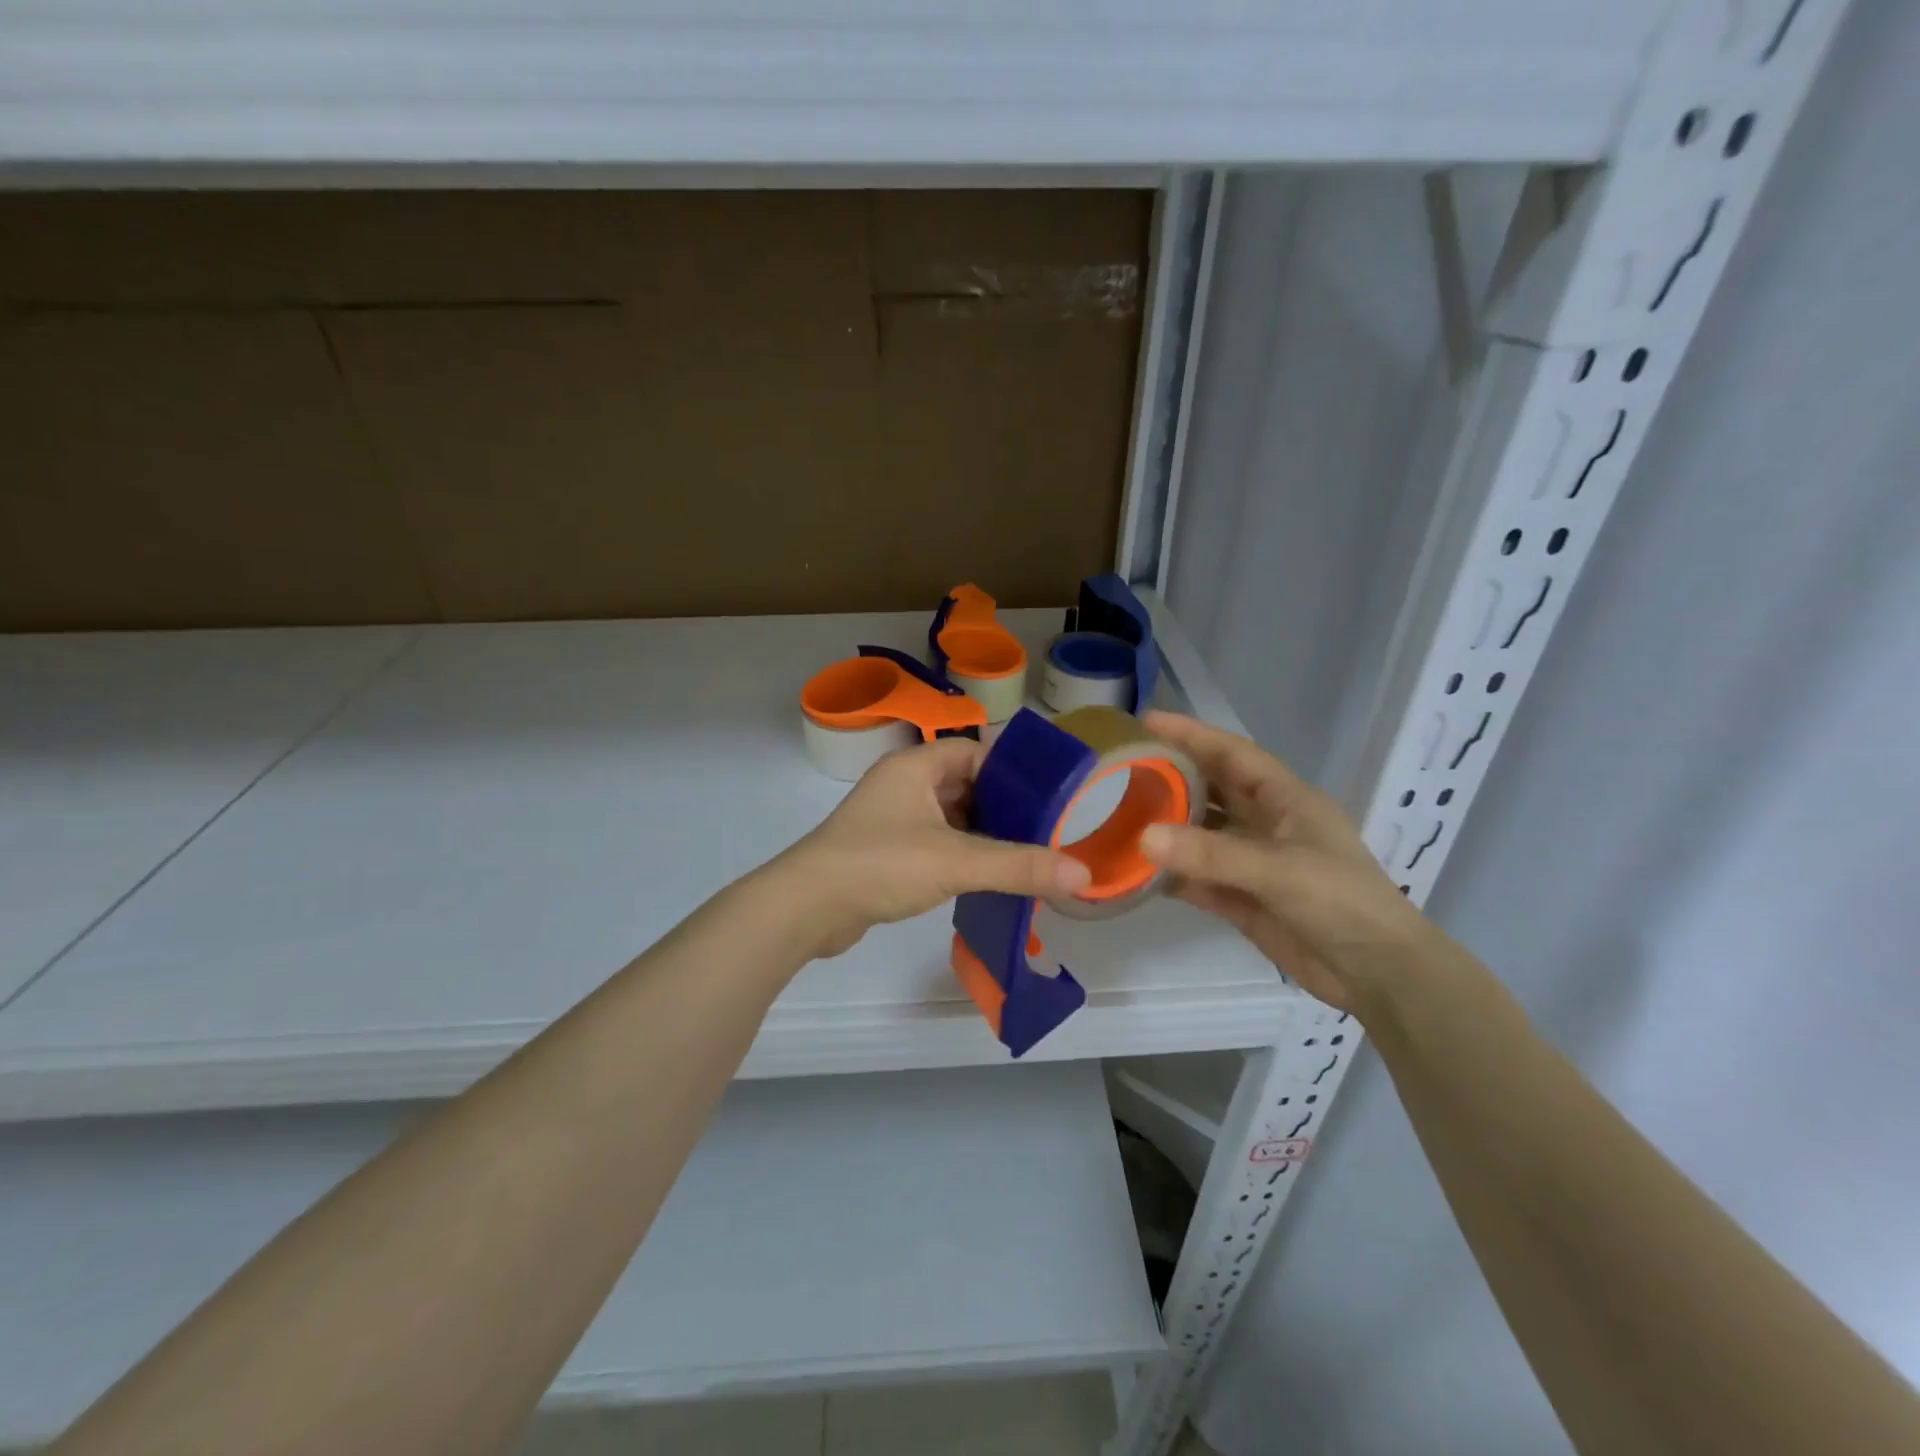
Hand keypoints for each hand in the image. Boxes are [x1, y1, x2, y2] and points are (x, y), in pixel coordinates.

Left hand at [778, 737, 1091, 959]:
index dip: (1010, 770)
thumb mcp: (955, 862)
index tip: (1046, 796)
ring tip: (1023, 854)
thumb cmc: (879, 864)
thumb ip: (1018, 866)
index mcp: (914, 767)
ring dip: (980, 833)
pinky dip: (958, 853)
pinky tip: (982, 876)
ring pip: (948, 816)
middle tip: (1043, 830)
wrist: (805, 908)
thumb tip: (1082, 874)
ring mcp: (889, 818)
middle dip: (1001, 806)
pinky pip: (932, 841)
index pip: (974, 751)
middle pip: (964, 784)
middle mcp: (900, 784)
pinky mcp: (883, 850)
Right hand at [1138, 711, 1434, 1015]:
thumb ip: (1213, 855)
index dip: (1191, 734)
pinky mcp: (1241, 899)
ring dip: (1165, 827)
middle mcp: (1265, 823)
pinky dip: (1170, 873)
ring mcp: (1252, 862)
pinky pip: (1197, 877)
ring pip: (1199, 834)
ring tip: (1116, 815)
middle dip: (1170, 776)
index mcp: (1285, 799)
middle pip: (1210, 789)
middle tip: (1120, 768)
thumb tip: (1144, 836)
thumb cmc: (1342, 903)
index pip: (1231, 754)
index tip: (1146, 721)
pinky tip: (1135, 869)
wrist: (1379, 975)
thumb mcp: (1281, 870)